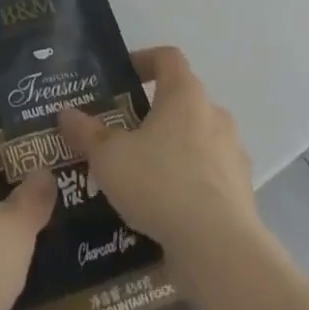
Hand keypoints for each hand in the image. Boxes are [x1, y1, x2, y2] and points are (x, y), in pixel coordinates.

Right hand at [57, 46, 256, 259]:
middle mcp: (214, 115)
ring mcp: (233, 155)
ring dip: (174, 151)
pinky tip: (166, 210)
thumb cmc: (161, 184)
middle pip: (183, 100)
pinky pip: (211, 178)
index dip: (144, 60)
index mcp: (185, 94)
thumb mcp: (109, 157)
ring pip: (199, 140)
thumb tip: (65, 114)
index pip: (167, 57)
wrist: (220, 251)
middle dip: (155, 114)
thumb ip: (87, 133)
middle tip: (124, 133)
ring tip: (143, 176)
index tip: (122, 78)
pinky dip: (191, 185)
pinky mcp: (243, 195)